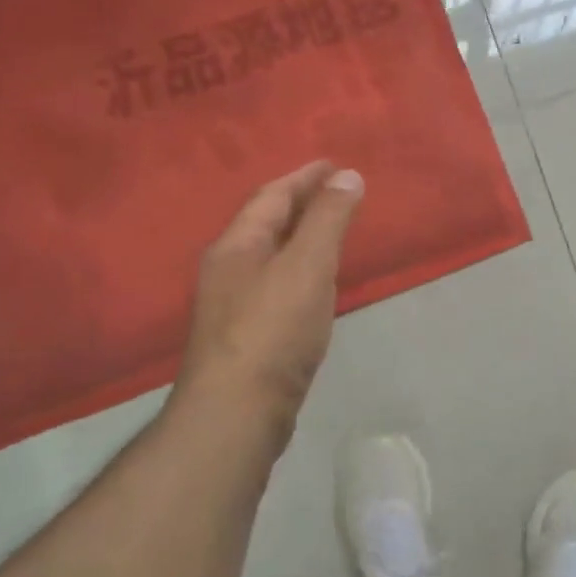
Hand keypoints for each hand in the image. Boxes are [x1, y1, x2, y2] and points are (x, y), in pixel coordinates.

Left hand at [170, 160, 364, 453]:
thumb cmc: (273, 330)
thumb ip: (328, 219)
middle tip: (337, 192)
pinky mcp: (247, 336)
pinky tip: (316, 283)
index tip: (333, 164)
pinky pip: (277, 284)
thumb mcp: (307, 265)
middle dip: (301, 203)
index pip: (271, 196)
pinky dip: (301, 269)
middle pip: (266, 223)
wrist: (237, 412)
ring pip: (271, 256)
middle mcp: (228, 269)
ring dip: (300, 236)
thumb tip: (347, 175)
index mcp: (237, 246)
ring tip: (331, 230)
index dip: (304, 177)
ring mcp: (234, 305)